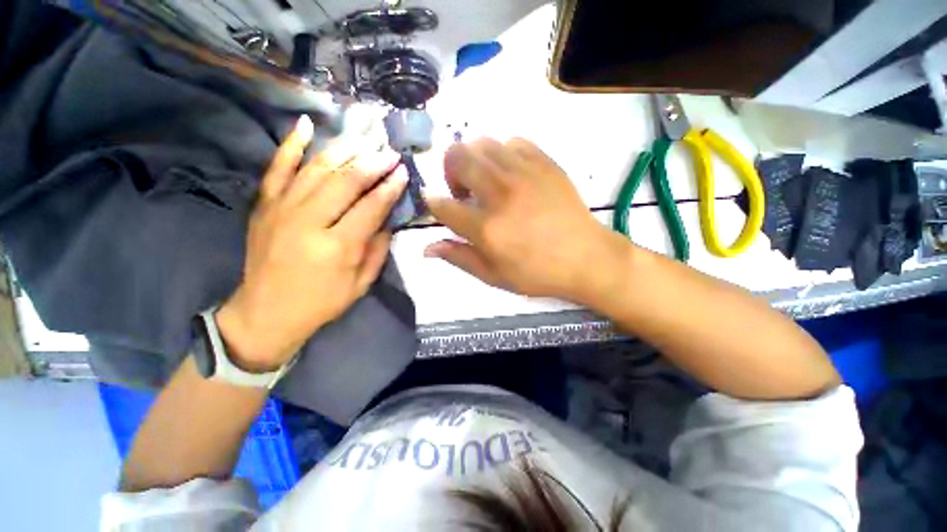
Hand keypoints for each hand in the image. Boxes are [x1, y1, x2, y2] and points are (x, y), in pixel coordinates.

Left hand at [216, 115, 407, 371]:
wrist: (266, 313)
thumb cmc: (322, 303)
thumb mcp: (361, 284)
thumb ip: (377, 249)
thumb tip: (387, 219)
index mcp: (337, 247)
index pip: (370, 206)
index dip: (390, 187)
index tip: (403, 172)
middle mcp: (308, 221)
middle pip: (345, 181)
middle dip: (372, 163)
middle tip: (389, 153)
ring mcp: (281, 209)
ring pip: (316, 168)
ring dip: (344, 150)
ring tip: (365, 140)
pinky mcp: (264, 206)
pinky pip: (277, 168)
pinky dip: (291, 144)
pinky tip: (307, 124)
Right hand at [425, 138, 627, 301]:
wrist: (586, 257)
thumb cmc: (537, 272)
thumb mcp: (494, 276)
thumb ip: (459, 258)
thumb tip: (427, 248)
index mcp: (486, 228)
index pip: (443, 205)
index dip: (434, 204)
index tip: (439, 206)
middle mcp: (500, 194)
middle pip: (457, 158)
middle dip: (450, 171)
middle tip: (464, 191)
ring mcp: (524, 174)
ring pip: (483, 144)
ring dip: (475, 161)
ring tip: (487, 181)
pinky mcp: (545, 163)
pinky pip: (513, 143)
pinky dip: (503, 155)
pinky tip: (510, 174)